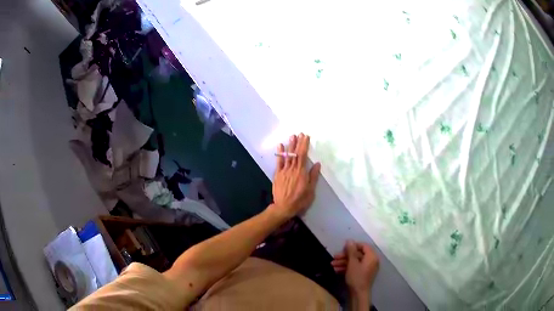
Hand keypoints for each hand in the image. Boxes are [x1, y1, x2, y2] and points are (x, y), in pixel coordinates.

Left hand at [270, 133, 320, 219]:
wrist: (284, 207)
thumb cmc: (300, 200)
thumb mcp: (310, 190)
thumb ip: (313, 176)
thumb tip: (317, 164)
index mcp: (301, 172)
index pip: (303, 155)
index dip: (304, 145)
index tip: (306, 137)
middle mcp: (292, 169)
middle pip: (295, 153)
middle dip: (298, 142)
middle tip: (299, 133)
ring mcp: (284, 171)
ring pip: (288, 155)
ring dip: (290, 145)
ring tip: (292, 136)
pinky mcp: (277, 174)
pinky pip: (279, 162)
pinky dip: (279, 154)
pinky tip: (280, 146)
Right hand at [331, 240, 379, 294]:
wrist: (359, 294)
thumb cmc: (356, 277)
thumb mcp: (352, 263)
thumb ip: (351, 251)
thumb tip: (350, 240)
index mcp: (371, 256)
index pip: (363, 246)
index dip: (353, 245)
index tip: (342, 248)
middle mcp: (371, 261)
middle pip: (358, 254)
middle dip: (345, 256)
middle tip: (334, 257)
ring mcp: (367, 268)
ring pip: (355, 261)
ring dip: (343, 262)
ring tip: (332, 264)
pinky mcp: (363, 274)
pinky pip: (355, 267)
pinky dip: (347, 267)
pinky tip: (336, 270)